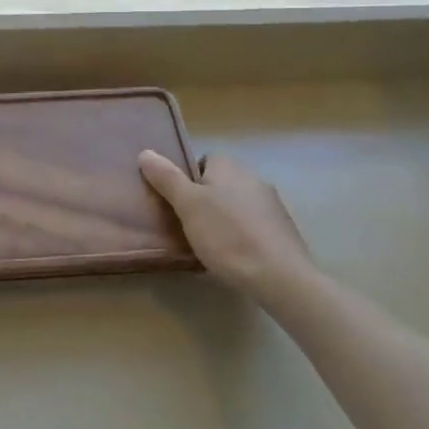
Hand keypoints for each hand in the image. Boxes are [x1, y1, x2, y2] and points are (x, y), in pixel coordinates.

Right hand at [139, 150, 323, 305]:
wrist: (280, 276)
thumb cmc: (227, 235)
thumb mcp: (187, 205)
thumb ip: (166, 178)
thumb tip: (145, 152)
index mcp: (229, 166)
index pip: (203, 160)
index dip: (188, 179)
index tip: (178, 203)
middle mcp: (253, 177)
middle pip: (220, 183)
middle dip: (205, 200)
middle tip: (188, 224)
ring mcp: (272, 204)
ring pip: (237, 205)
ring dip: (224, 219)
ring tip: (210, 244)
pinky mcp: (283, 230)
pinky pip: (253, 225)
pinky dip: (242, 235)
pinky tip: (234, 256)